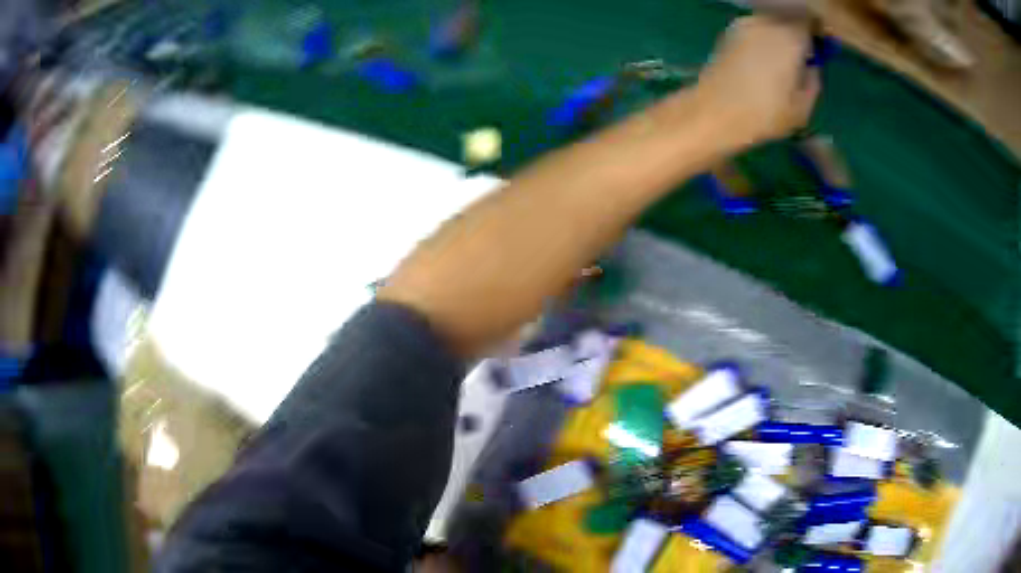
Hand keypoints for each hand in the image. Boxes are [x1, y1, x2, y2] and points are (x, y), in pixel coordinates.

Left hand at [693, 15, 820, 150]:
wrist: (713, 112)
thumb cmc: (764, 114)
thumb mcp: (802, 107)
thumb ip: (813, 80)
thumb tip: (811, 65)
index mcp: (789, 36)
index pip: (810, 21)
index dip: (816, 34)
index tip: (819, 52)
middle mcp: (765, 22)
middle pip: (790, 19)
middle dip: (798, 35)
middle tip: (801, 61)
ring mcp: (743, 23)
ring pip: (771, 22)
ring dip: (779, 36)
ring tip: (780, 65)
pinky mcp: (728, 31)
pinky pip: (755, 28)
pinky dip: (763, 39)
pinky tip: (761, 63)